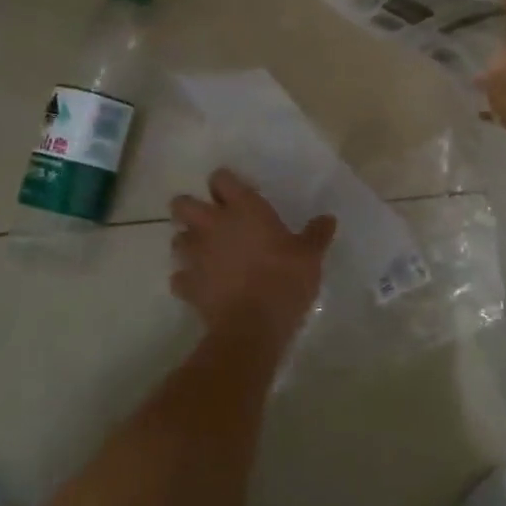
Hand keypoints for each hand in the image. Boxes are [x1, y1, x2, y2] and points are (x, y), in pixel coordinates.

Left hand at [169, 169, 335, 342]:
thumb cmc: (284, 280)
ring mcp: (195, 255)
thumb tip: (328, 218)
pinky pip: (180, 277)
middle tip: (210, 221)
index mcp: (243, 209)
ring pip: (177, 239)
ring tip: (205, 254)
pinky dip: (188, 280)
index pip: (221, 178)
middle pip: (182, 203)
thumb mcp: (310, 256)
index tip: (237, 194)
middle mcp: (212, 225)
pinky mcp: (186, 284)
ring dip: (188, 243)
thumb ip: (317, 234)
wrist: (252, 327)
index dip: (225, 184)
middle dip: (190, 208)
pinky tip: (202, 286)